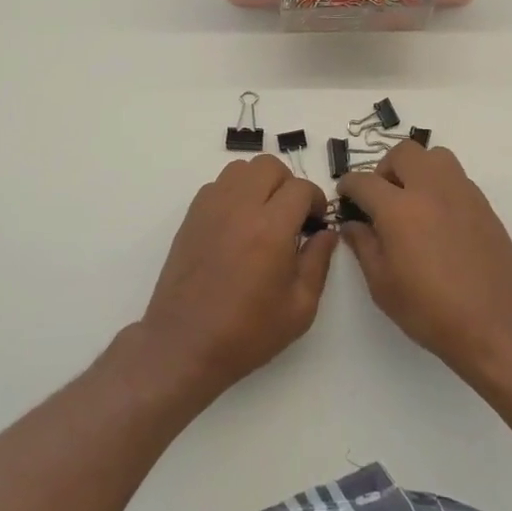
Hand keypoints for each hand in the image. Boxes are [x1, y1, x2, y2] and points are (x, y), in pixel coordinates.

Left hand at [138, 156, 333, 400]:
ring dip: (260, 183)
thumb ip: (318, 262)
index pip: (301, 188)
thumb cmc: (247, 332)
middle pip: (270, 166)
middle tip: (292, 216)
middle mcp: (240, 207)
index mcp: (270, 228)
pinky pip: (218, 184)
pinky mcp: (192, 215)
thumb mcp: (300, 308)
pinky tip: (238, 223)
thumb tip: (326, 233)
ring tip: (264, 215)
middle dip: (288, 184)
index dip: (316, 201)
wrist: (185, 344)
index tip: (316, 223)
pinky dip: (234, 192)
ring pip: (241, 168)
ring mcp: (211, 207)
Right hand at [336, 141, 511, 382]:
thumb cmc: (431, 311)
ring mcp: (461, 193)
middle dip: (385, 168)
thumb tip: (352, 224)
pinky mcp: (484, 205)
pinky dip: (440, 186)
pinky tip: (438, 219)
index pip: (364, 181)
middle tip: (381, 197)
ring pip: (435, 156)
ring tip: (412, 200)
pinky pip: (456, 178)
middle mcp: (430, 189)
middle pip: (403, 153)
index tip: (345, 195)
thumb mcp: (383, 286)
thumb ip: (363, 246)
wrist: (496, 326)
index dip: (348, 185)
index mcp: (399, 208)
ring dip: (417, 168)